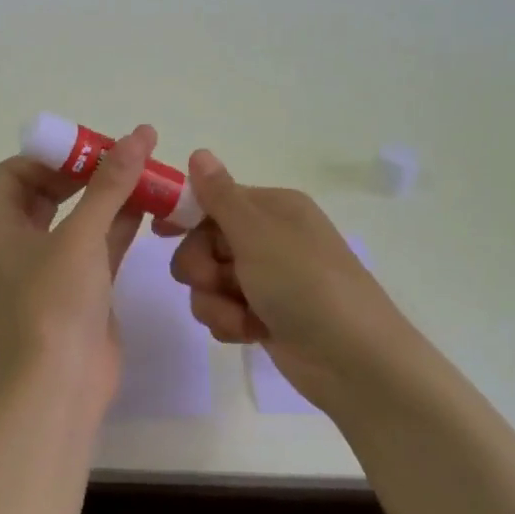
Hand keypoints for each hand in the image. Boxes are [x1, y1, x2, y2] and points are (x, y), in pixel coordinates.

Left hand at [0, 124, 155, 412]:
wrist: (61, 386)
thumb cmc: (55, 304)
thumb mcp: (81, 236)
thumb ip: (110, 185)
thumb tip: (138, 134)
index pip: (16, 172)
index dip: (52, 155)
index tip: (92, 149)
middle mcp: (19, 243)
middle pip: (48, 191)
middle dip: (86, 173)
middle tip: (124, 158)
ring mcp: (50, 268)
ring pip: (78, 218)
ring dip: (108, 197)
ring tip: (146, 174)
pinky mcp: (79, 289)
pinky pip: (98, 244)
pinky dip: (120, 225)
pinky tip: (151, 208)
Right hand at [170, 149, 427, 420]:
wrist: (355, 361)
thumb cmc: (306, 285)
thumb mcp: (258, 235)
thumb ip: (220, 196)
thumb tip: (199, 152)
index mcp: (273, 209)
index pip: (213, 200)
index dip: (185, 215)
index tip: (159, 233)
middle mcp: (268, 238)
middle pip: (203, 243)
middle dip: (202, 267)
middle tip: (217, 280)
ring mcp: (266, 280)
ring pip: (207, 282)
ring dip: (215, 302)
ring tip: (243, 317)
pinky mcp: (262, 316)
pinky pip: (222, 310)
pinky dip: (230, 323)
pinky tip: (252, 334)